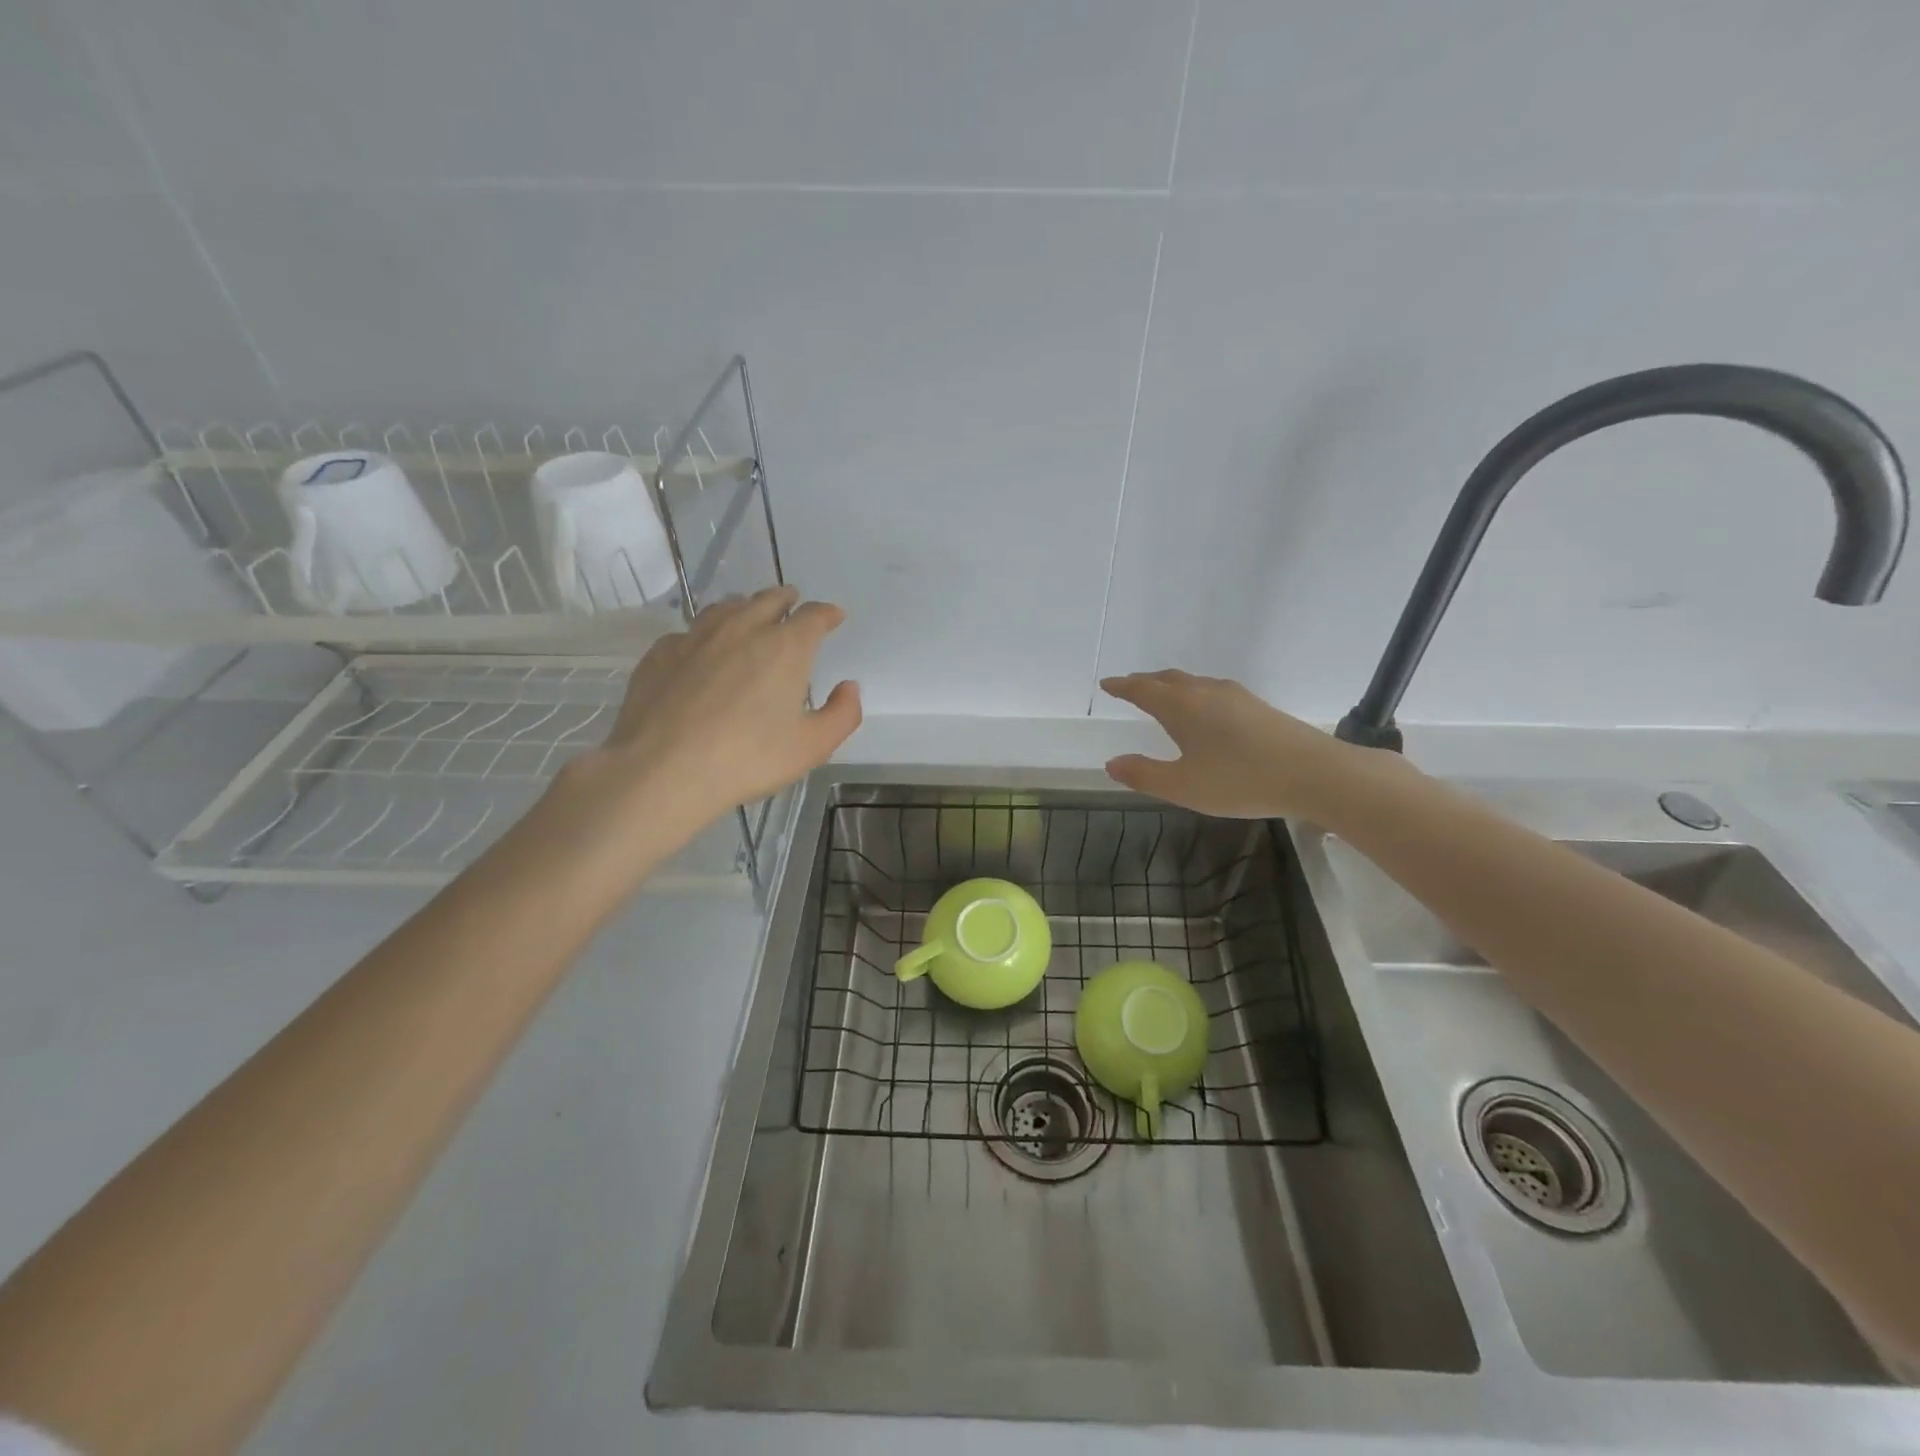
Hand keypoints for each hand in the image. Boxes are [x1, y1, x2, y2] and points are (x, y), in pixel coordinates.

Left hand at [559, 585, 860, 846]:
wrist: (663, 770)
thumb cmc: (748, 758)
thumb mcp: (812, 746)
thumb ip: (842, 714)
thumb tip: (849, 687)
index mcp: (785, 647)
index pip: (814, 616)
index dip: (827, 613)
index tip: (834, 615)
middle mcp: (742, 629)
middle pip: (768, 600)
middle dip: (786, 599)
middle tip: (793, 601)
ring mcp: (696, 637)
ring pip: (725, 608)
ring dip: (744, 607)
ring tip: (749, 613)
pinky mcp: (661, 654)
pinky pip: (689, 632)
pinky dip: (705, 634)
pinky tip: (702, 649)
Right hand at [1100, 670, 1380, 818]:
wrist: (1313, 773)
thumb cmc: (1240, 780)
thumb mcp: (1183, 786)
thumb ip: (1144, 775)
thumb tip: (1112, 763)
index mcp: (1182, 707)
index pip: (1143, 690)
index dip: (1122, 687)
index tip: (1107, 684)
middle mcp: (1205, 692)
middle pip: (1168, 679)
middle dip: (1145, 682)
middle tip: (1129, 686)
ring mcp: (1235, 696)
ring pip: (1192, 683)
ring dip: (1170, 686)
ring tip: (1161, 696)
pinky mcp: (1257, 706)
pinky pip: (1212, 691)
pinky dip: (1193, 694)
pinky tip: (1203, 711)